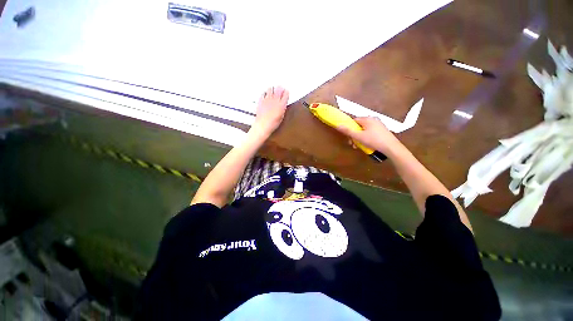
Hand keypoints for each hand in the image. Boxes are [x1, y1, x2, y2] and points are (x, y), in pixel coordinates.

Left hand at [251, 86, 289, 136]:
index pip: (286, 94)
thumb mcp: (281, 117)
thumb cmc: (273, 123)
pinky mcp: (261, 100)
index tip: (286, 92)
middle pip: (279, 89)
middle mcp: (275, 100)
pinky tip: (265, 94)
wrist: (263, 125)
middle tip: (280, 89)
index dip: (286, 92)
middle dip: (280, 88)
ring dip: (272, 89)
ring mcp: (267, 99)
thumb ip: (282, 108)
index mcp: (281, 104)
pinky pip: (263, 93)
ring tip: (273, 91)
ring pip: (270, 89)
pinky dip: (265, 93)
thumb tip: (282, 105)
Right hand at [336, 116, 401, 153]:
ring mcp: (378, 125)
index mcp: (367, 119)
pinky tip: (366, 145)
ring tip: (358, 146)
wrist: (391, 147)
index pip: (354, 120)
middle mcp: (373, 119)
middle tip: (352, 143)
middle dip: (354, 135)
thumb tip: (338, 125)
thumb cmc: (373, 140)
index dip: (349, 128)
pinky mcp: (382, 130)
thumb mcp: (358, 136)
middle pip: (359, 126)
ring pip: (364, 130)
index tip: (348, 136)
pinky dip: (366, 138)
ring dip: (359, 138)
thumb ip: (348, 131)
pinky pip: (370, 132)